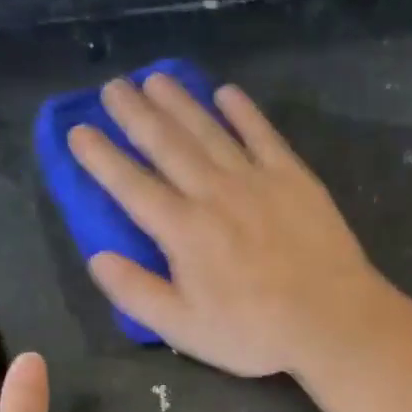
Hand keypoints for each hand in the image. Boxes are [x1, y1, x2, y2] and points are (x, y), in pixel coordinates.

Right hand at [67, 74, 393, 377]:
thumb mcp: (185, 329)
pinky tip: (226, 93)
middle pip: (167, 144)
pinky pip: (263, 135)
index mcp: (183, 230)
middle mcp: (214, 193)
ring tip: (155, 79)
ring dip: (180, 102)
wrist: (332, 320)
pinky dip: (243, 112)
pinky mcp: (294, 178)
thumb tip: (97, 257)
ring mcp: (256, 180)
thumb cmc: (256, 333)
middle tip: (113, 86)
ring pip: (209, 131)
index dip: (101, 157)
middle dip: (135, 114)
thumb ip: (137, 293)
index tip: (78, 131)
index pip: (131, 185)